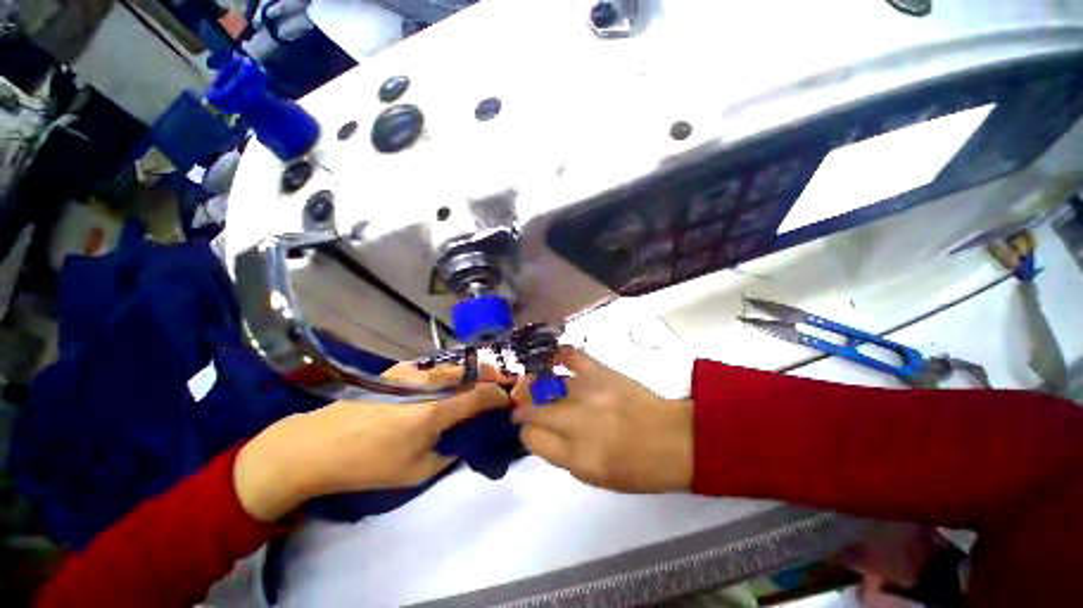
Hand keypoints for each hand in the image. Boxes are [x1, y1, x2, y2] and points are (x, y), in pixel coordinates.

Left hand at [235, 363, 510, 521]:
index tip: (509, 402)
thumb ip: (449, 453)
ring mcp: (414, 372)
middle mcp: (430, 382)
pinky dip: (451, 374)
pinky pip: (436, 368)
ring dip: (473, 374)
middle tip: (501, 387)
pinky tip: (447, 386)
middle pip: (473, 371)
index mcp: (437, 409)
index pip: (482, 394)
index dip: (500, 396)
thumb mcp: (416, 472)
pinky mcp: (400, 370)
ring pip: (456, 366)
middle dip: (493, 376)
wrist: (316, 446)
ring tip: (478, 386)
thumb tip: (464, 440)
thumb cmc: (368, 464)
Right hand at [512, 347, 692, 492]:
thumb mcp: (594, 476)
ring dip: (534, 385)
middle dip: (523, 408)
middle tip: (523, 405)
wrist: (674, 440)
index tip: (529, 428)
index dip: (526, 433)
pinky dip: (559, 355)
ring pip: (546, 385)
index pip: (531, 438)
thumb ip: (562, 455)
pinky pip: (572, 356)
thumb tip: (541, 433)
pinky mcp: (601, 373)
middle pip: (533, 409)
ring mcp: (587, 393)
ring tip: (533, 385)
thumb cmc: (637, 468)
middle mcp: (576, 422)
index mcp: (575, 457)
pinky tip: (553, 359)